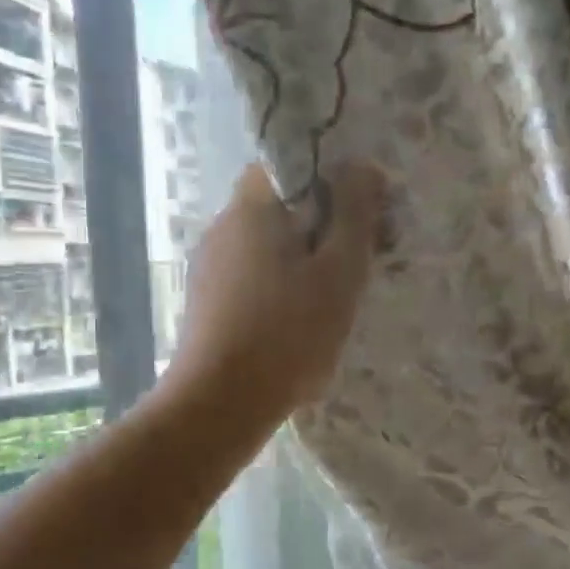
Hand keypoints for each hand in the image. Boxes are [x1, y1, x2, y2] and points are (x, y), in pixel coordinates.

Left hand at [164, 159, 384, 427]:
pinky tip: (299, 323)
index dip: (329, 179)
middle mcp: (223, 228)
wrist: (220, 404)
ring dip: (303, 261)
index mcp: (251, 208)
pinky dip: (280, 287)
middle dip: (322, 226)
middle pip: (280, 207)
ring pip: (268, 245)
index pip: (288, 164)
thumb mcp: (339, 271)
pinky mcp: (207, 303)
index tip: (360, 213)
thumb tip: (362, 166)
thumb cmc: (288, 333)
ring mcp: (210, 267)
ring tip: (334, 299)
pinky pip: (253, 277)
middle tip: (357, 261)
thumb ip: (354, 214)